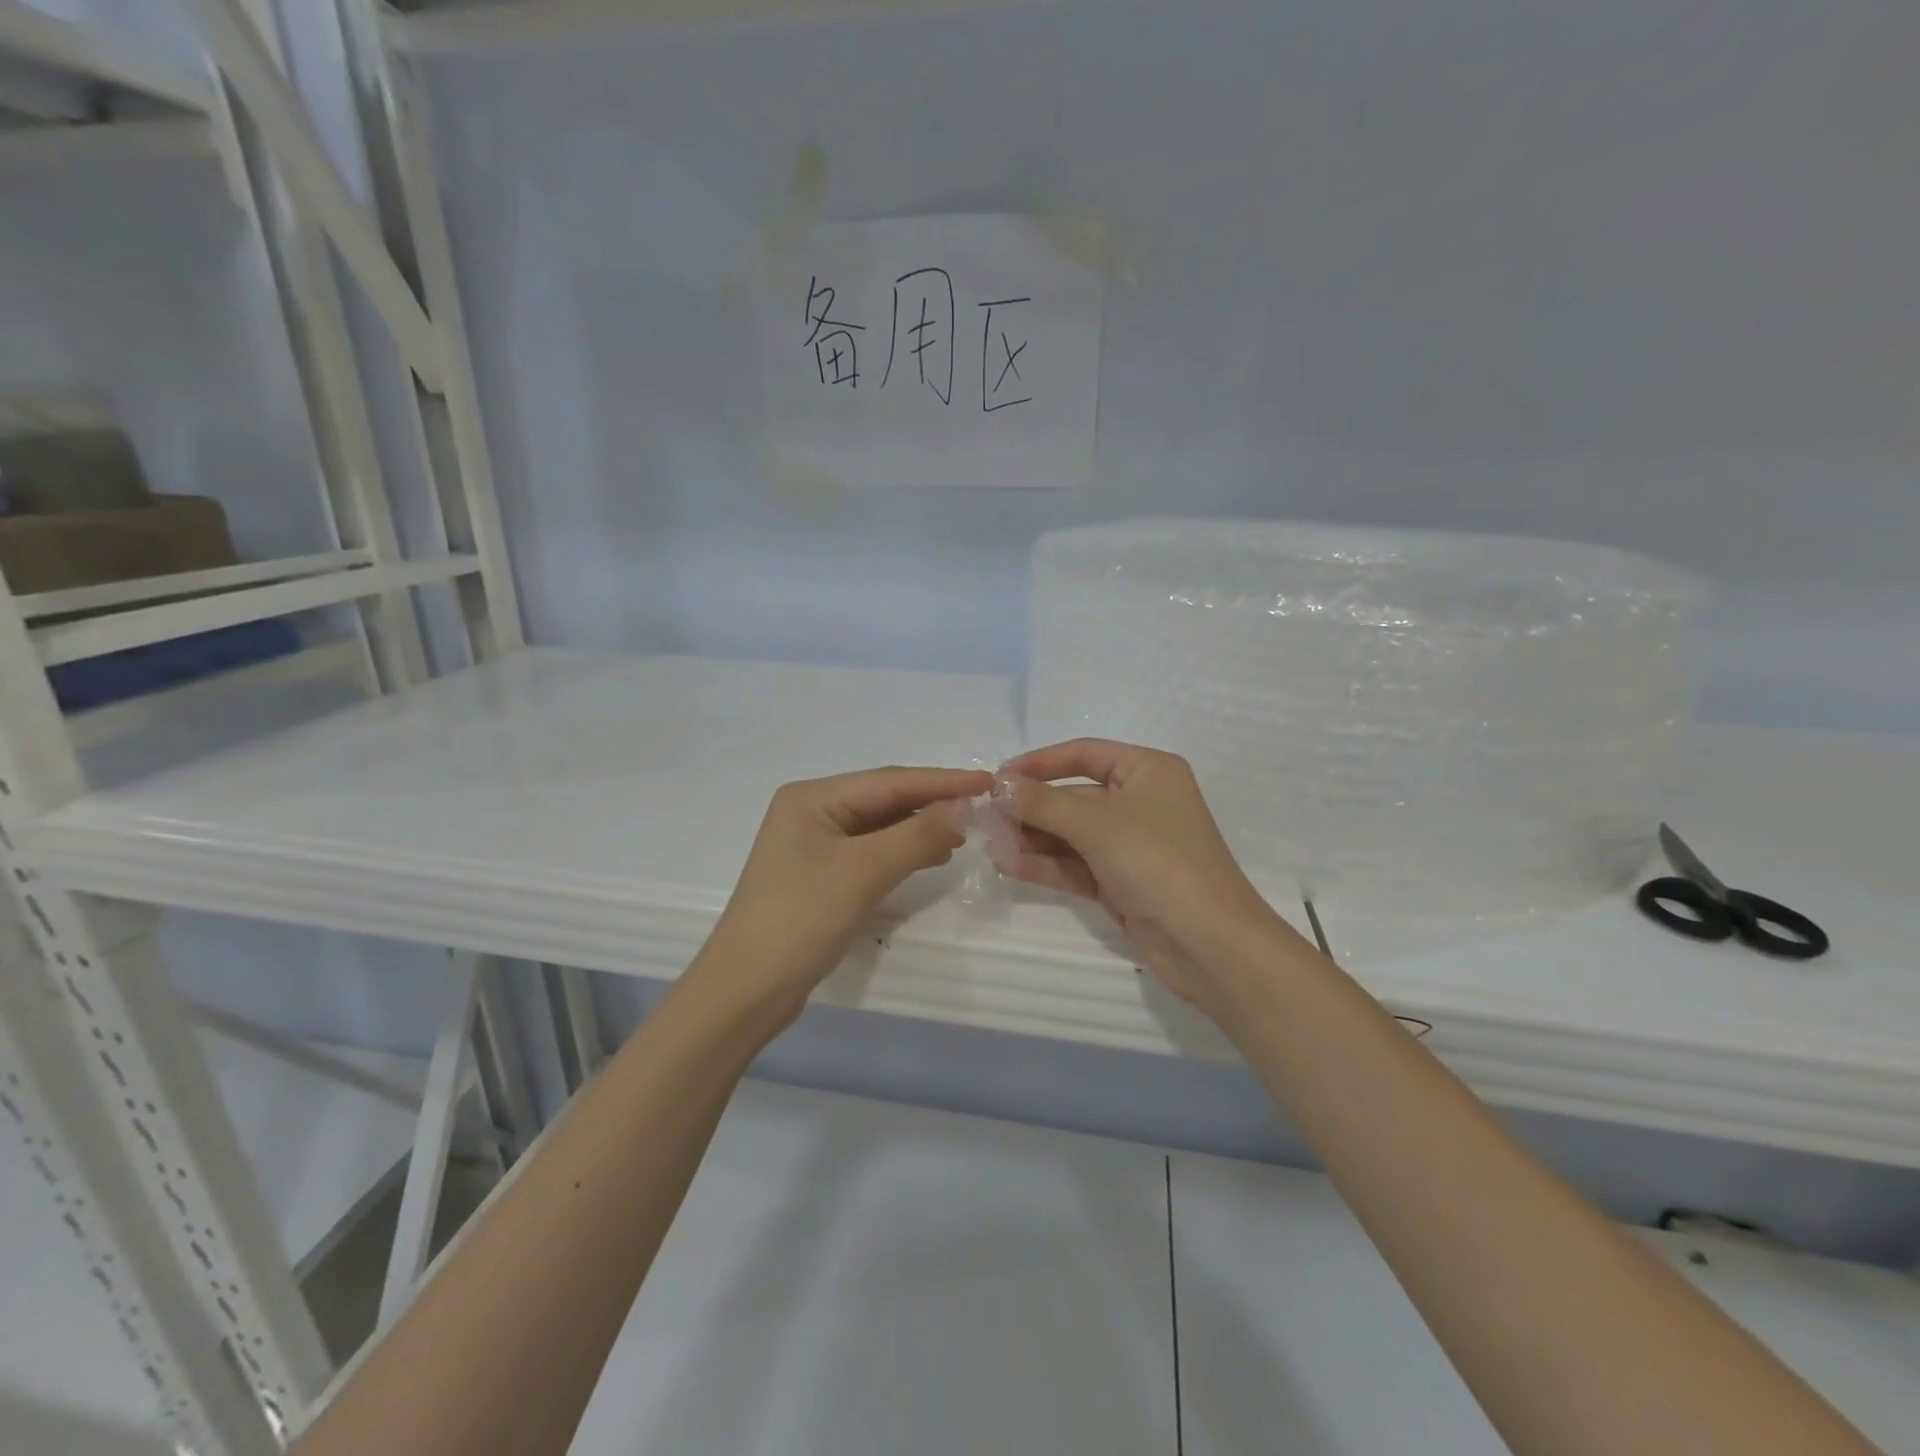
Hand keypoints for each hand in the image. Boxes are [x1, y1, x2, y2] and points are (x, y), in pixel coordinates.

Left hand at [692, 766, 992, 1032]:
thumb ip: (917, 835)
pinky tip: (931, 857)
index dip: (942, 781)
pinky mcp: (820, 877)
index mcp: (812, 798)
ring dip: (920, 828)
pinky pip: (871, 853)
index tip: (988, 780)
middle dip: (931, 803)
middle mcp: (810, 812)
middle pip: (883, 800)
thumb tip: (964, 808)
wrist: (746, 991)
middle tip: (981, 808)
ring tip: (963, 834)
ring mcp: (813, 846)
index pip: (889, 781)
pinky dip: (902, 852)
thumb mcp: (863, 872)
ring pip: (879, 827)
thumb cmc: (800, 920)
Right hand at [996, 740, 1319, 1020]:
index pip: (1084, 754)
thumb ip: (1042, 803)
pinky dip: (1045, 864)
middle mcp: (1140, 802)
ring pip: (1071, 834)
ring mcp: (1130, 845)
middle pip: (1073, 796)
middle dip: (1031, 808)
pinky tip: (1007, 864)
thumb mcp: (1097, 824)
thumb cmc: (1159, 862)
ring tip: (990, 844)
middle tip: (985, 818)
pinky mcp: (1121, 882)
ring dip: (1032, 838)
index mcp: (1147, 771)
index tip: (997, 777)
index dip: (1039, 763)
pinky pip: (1075, 865)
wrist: (1210, 945)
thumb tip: (998, 784)